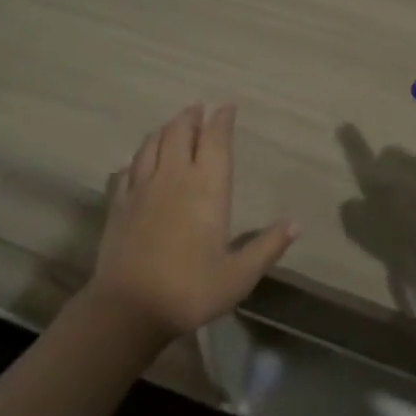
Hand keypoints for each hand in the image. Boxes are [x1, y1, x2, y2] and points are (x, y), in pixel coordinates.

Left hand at [89, 104, 297, 339]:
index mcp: (207, 187)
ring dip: (166, 129)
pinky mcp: (119, 202)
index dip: (222, 119)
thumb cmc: (190, 289)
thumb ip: (267, 246)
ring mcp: (142, 187)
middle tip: (199, 110)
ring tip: (173, 126)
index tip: (227, 106)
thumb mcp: (239, 275)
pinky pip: (128, 168)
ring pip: (153, 143)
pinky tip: (139, 161)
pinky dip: (139, 157)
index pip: (216, 139)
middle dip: (191, 116)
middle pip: (180, 131)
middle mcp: (174, 176)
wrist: (128, 308)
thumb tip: (296, 223)